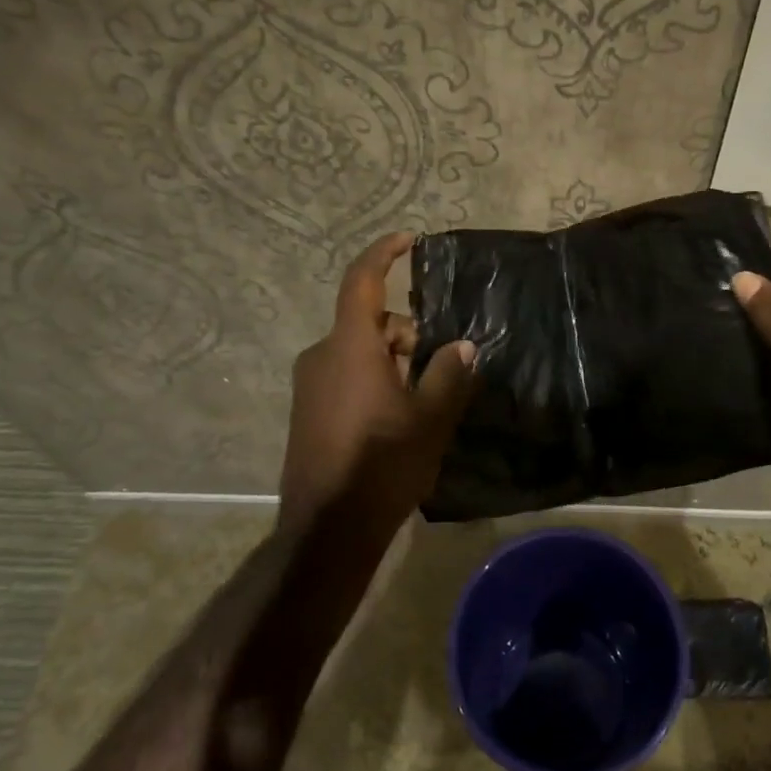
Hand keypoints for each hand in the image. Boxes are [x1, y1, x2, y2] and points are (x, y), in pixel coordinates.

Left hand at [280, 232, 475, 536]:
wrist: (327, 530)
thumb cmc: (383, 464)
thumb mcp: (430, 419)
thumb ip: (448, 375)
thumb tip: (463, 347)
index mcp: (350, 346)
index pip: (363, 281)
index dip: (384, 253)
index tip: (409, 240)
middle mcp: (322, 355)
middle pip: (370, 322)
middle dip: (408, 333)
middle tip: (441, 366)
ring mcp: (310, 384)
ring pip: (359, 351)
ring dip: (393, 360)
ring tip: (424, 400)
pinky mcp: (307, 410)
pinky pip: (345, 375)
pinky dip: (374, 379)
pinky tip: (397, 417)